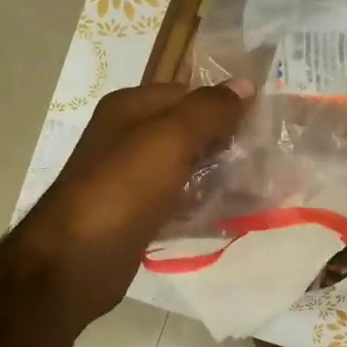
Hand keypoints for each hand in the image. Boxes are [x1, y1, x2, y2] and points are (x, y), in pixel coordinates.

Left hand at [13, 80, 250, 326]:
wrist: (74, 261)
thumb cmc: (122, 190)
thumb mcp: (169, 139)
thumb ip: (208, 110)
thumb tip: (244, 84)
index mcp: (131, 109)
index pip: (189, 93)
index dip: (226, 104)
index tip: (266, 121)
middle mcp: (130, 137)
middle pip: (191, 131)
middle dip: (229, 141)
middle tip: (272, 156)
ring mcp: (134, 178)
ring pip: (189, 168)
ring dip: (223, 175)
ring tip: (265, 185)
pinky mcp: (140, 214)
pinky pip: (182, 201)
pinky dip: (206, 204)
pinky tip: (237, 214)